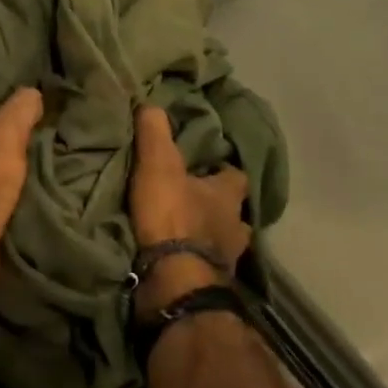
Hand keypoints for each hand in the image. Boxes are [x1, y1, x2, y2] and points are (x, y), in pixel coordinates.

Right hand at [128, 105, 251, 316]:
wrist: (175, 280)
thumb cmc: (173, 216)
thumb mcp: (159, 164)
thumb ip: (155, 132)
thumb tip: (151, 103)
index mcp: (228, 195)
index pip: (236, 175)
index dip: (224, 169)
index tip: (208, 165)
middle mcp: (237, 226)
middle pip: (233, 212)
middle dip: (217, 207)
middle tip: (193, 200)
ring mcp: (227, 259)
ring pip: (223, 242)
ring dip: (208, 237)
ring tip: (184, 232)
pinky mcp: (211, 284)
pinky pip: (206, 267)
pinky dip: (195, 261)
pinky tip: (178, 259)